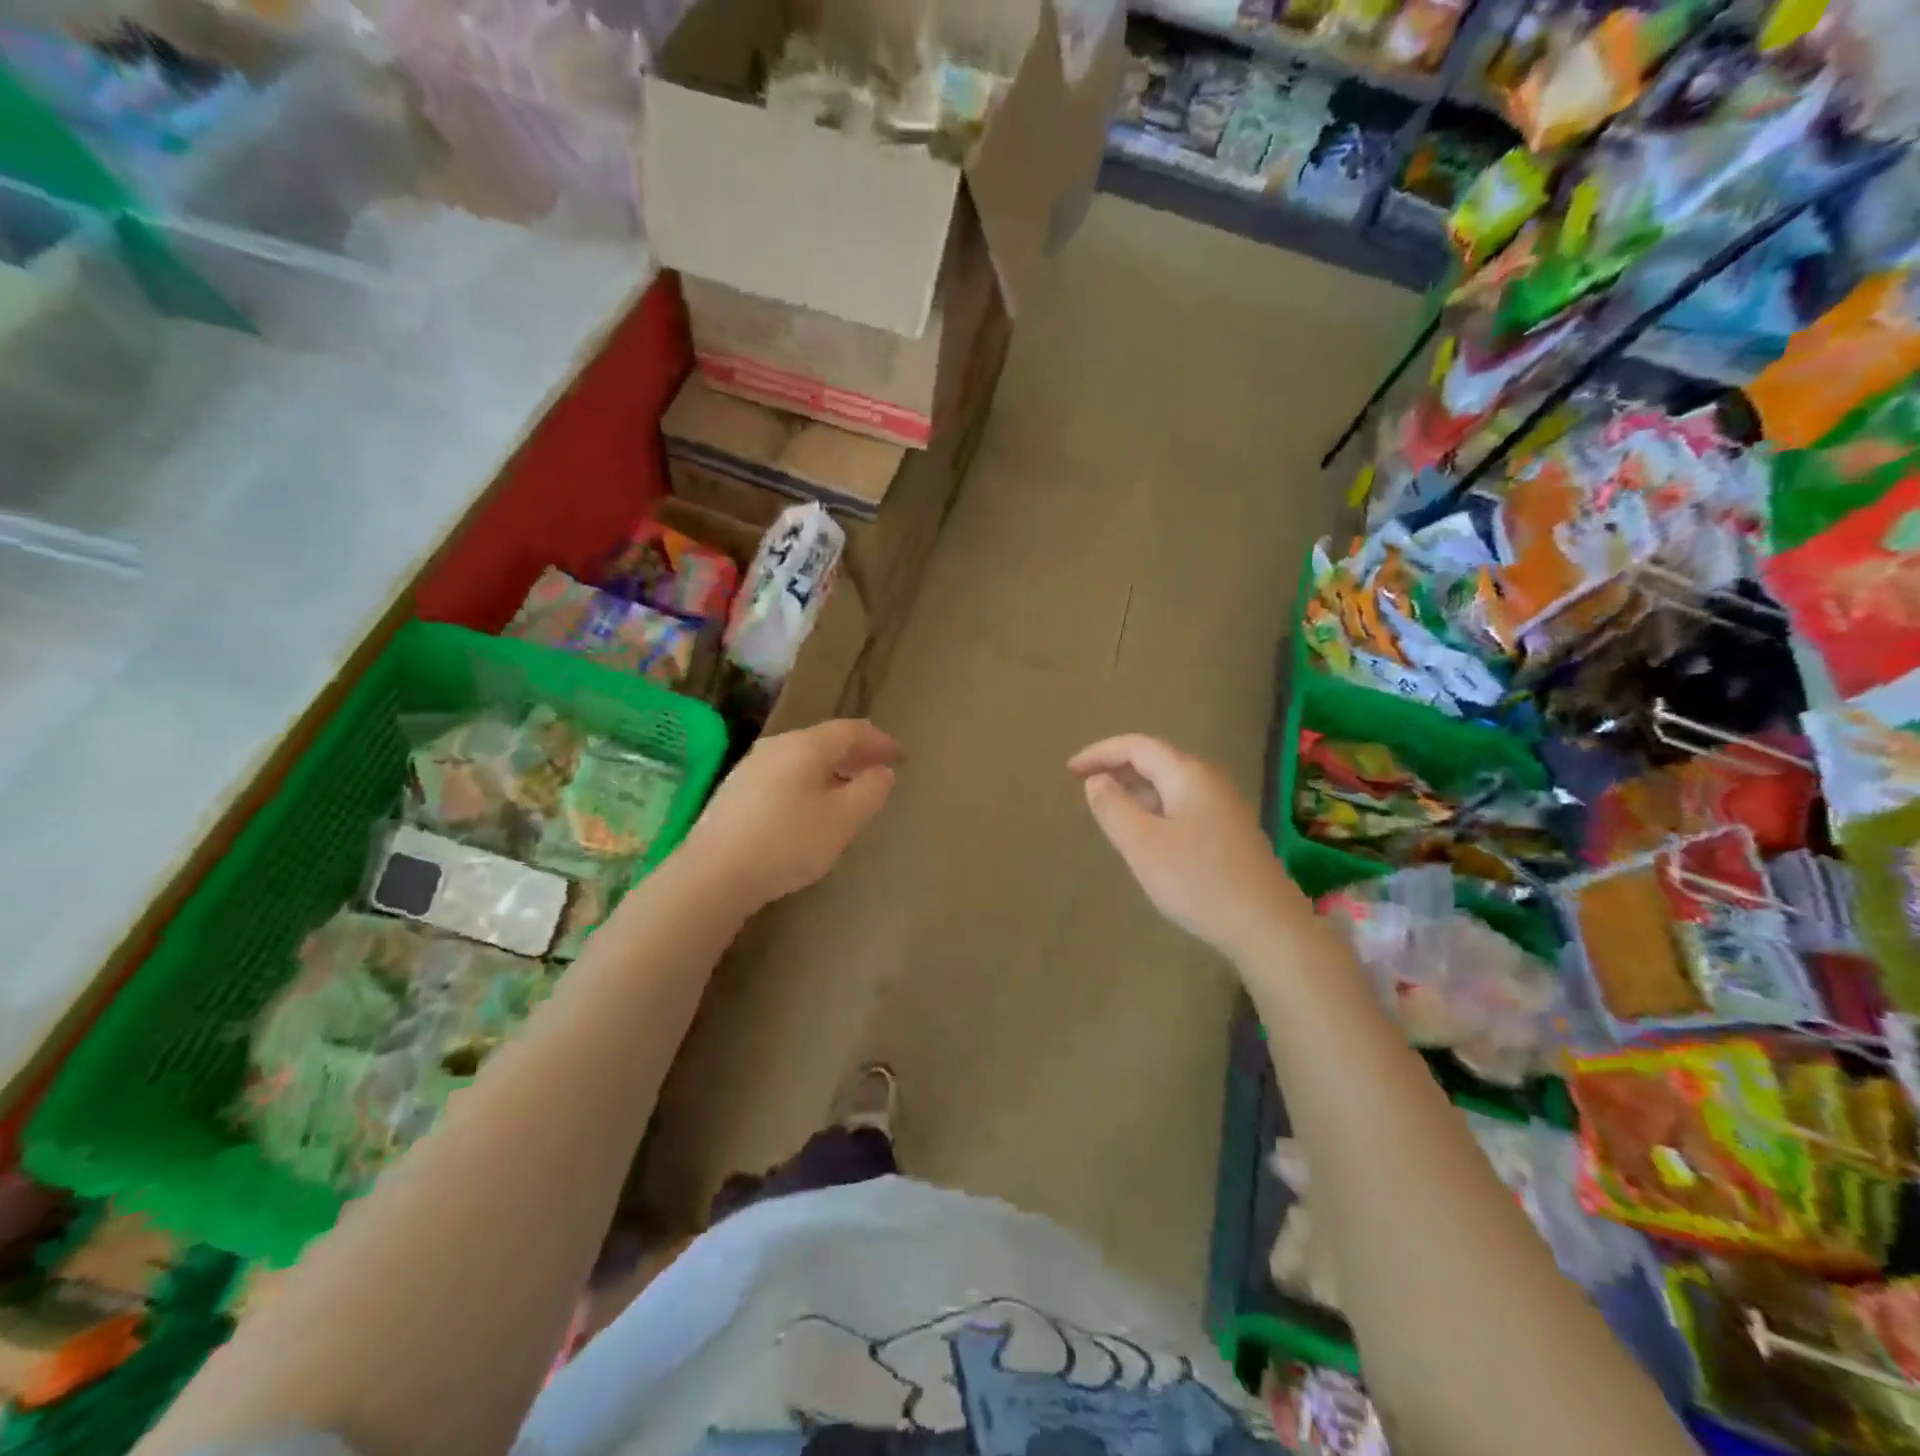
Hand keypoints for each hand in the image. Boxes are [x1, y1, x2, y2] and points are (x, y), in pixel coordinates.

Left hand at [685, 720, 901, 910]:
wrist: (713, 874)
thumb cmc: (787, 842)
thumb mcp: (843, 820)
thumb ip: (870, 791)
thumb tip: (882, 771)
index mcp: (805, 746)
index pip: (851, 731)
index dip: (880, 741)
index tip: (901, 755)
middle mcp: (777, 746)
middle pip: (825, 740)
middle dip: (856, 753)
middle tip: (880, 769)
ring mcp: (752, 767)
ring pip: (803, 758)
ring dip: (832, 768)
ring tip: (850, 789)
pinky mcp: (736, 791)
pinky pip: (785, 774)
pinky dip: (810, 781)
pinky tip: (812, 806)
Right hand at [1069, 735, 1306, 960]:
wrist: (1267, 927)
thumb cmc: (1198, 881)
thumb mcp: (1142, 845)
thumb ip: (1113, 807)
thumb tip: (1096, 780)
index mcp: (1188, 775)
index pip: (1137, 746)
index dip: (1100, 753)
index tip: (1069, 770)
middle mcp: (1210, 781)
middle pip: (1156, 761)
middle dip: (1117, 768)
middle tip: (1083, 785)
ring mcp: (1224, 808)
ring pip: (1170, 785)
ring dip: (1136, 789)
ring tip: (1108, 808)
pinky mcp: (1230, 833)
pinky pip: (1183, 806)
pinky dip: (1155, 808)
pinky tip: (1146, 835)